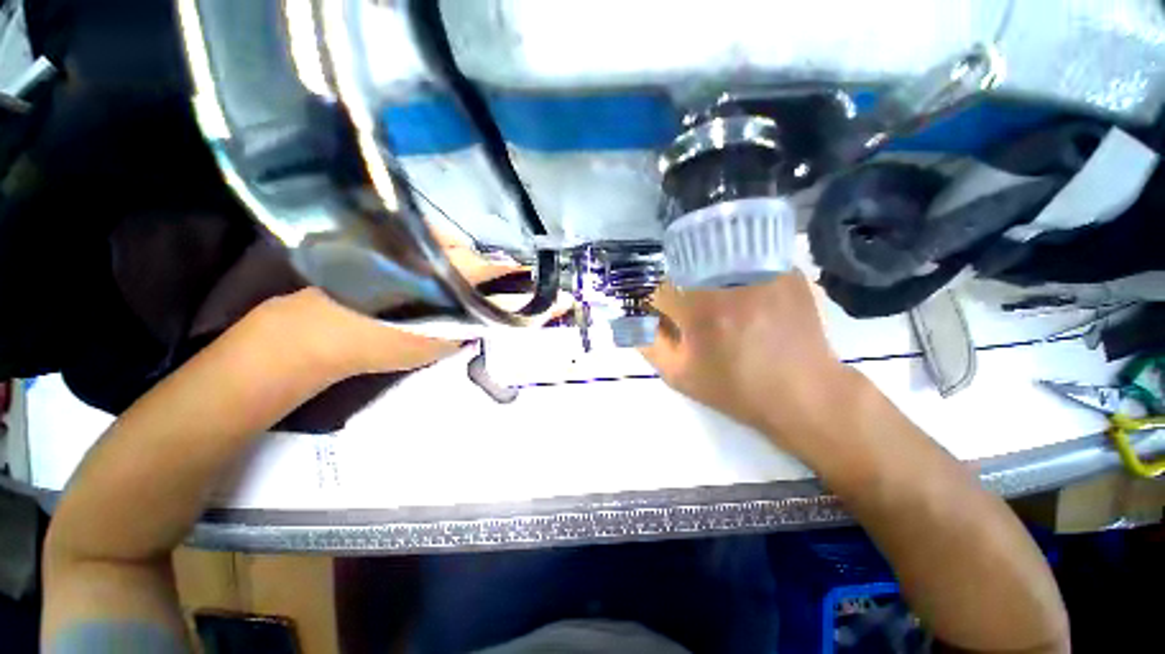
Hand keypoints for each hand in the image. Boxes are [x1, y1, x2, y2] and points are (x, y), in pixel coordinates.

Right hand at [641, 272, 851, 445]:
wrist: (803, 394)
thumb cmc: (736, 389)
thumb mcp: (680, 375)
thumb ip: (648, 345)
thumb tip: (631, 321)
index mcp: (699, 309)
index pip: (658, 288)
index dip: (653, 301)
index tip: (659, 314)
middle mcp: (729, 281)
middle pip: (685, 263)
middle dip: (678, 283)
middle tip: (688, 308)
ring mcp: (761, 271)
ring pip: (717, 256)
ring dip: (706, 273)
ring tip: (715, 301)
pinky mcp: (785, 271)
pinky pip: (747, 259)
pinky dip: (736, 272)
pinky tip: (742, 295)